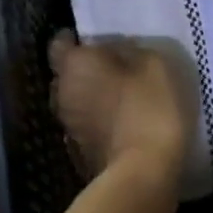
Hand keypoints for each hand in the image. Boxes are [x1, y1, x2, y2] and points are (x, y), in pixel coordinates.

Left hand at [50, 32, 195, 190]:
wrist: (142, 173)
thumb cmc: (148, 107)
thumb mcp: (153, 64)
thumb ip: (129, 50)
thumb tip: (116, 49)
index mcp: (74, 65)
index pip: (59, 43)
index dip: (73, 39)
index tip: (93, 40)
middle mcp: (61, 92)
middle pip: (65, 74)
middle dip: (83, 69)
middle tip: (112, 67)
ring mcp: (66, 126)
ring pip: (74, 101)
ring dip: (90, 96)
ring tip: (118, 96)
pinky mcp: (77, 153)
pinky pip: (84, 125)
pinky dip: (96, 121)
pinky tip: (119, 123)